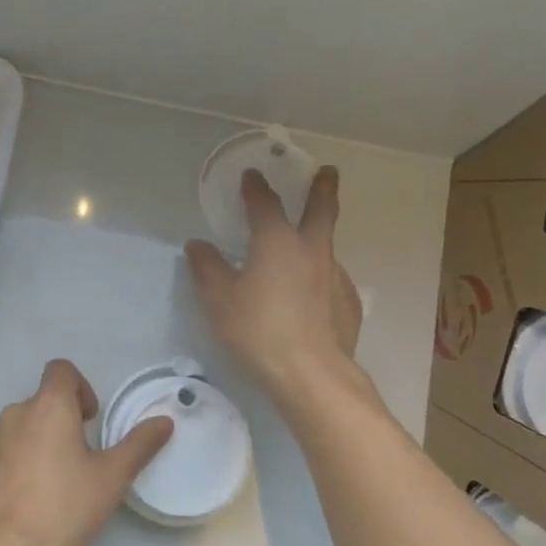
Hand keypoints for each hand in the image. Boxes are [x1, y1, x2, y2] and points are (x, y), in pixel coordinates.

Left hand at [0, 359, 173, 545]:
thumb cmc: (61, 510)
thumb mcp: (110, 479)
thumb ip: (139, 445)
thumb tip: (164, 421)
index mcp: (48, 406)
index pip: (61, 370)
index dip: (81, 387)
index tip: (90, 421)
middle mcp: (15, 413)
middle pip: (43, 401)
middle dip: (64, 421)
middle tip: (81, 459)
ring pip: (22, 427)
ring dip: (41, 441)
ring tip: (55, 483)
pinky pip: (4, 450)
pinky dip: (18, 461)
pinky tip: (28, 498)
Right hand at [186, 166, 362, 394]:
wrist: (311, 373)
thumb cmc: (259, 330)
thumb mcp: (219, 301)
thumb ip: (207, 269)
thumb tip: (197, 246)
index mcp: (277, 242)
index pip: (265, 203)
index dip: (256, 187)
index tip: (252, 175)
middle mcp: (312, 251)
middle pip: (321, 210)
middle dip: (323, 188)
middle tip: (328, 172)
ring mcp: (336, 277)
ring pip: (328, 248)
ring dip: (319, 240)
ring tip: (307, 254)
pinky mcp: (348, 304)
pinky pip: (332, 283)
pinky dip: (321, 281)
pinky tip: (313, 300)